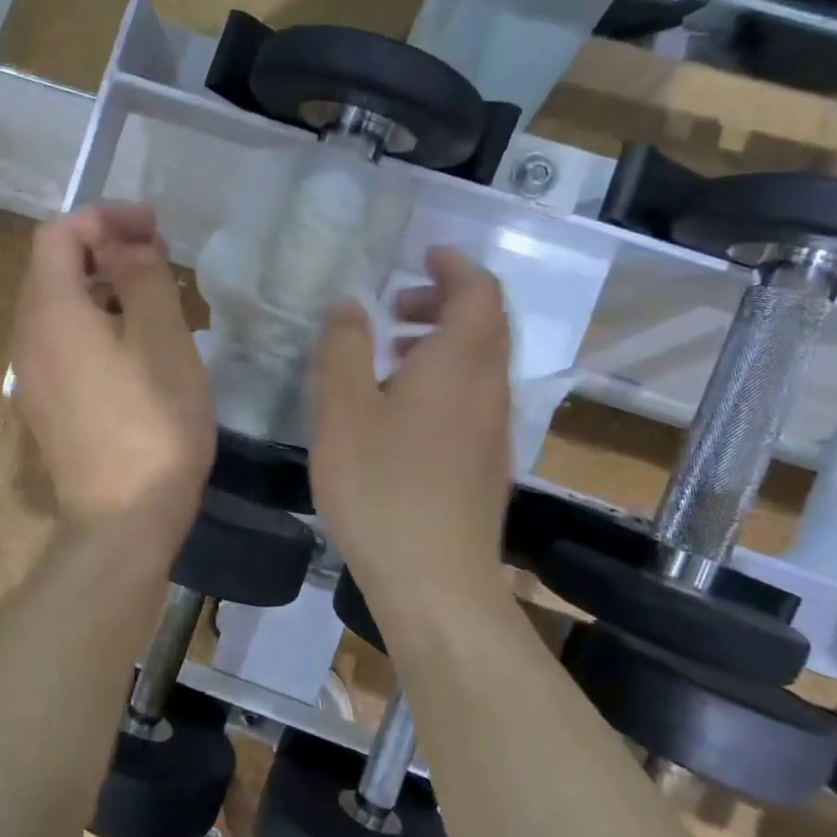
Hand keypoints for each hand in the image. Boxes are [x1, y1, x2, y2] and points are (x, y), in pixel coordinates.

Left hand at [11, 204, 213, 550]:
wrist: (122, 520)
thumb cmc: (151, 423)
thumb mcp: (162, 337)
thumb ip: (142, 277)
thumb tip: (125, 244)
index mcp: (50, 311)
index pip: (59, 233)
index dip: (105, 217)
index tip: (153, 227)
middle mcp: (27, 337)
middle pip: (53, 268)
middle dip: (104, 249)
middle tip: (157, 256)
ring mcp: (32, 376)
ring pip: (59, 308)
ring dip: (101, 289)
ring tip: (152, 299)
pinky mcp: (46, 406)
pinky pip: (62, 344)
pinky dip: (94, 325)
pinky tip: (134, 348)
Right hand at [309, 246, 512, 615]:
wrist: (435, 581)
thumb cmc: (381, 488)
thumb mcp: (343, 411)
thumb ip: (343, 349)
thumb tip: (349, 305)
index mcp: (459, 364)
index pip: (479, 291)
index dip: (454, 266)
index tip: (422, 256)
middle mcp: (489, 388)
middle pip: (484, 324)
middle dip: (443, 302)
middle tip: (393, 308)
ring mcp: (494, 429)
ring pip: (478, 363)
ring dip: (440, 343)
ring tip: (388, 356)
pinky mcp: (487, 463)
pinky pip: (472, 397)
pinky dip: (443, 379)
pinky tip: (400, 412)